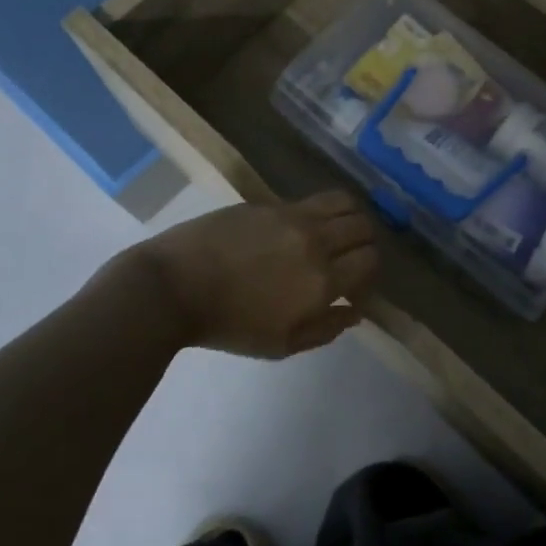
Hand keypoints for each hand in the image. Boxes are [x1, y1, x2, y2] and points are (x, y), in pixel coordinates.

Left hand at [139, 191, 378, 358]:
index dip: (370, 272)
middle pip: (364, 226)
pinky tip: (303, 227)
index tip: (355, 284)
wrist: (174, 287)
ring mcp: (292, 216)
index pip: (370, 261)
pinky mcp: (269, 203)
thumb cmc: (229, 325)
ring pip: (344, 202)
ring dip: (349, 217)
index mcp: (322, 281)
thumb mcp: (281, 345)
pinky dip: (321, 212)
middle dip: (365, 242)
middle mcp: (315, 241)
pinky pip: (311, 200)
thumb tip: (355, 311)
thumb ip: (326, 329)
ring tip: (337, 233)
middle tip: (350, 257)